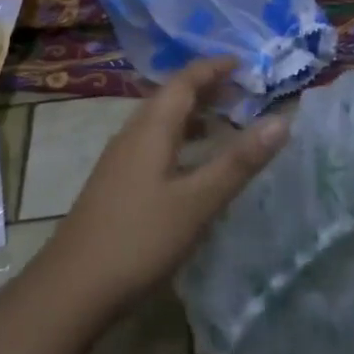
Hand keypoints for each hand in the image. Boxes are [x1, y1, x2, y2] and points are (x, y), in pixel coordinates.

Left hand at [32, 57, 288, 329]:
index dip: (213, 68)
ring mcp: (119, 162)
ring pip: (160, 124)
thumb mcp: (198, 202)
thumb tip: (283, 120)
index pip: (184, 81)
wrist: (70, 291)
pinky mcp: (115, 186)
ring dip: (192, 116)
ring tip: (224, 122)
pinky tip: (192, 166)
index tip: (244, 62)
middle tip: (243, 91)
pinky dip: (180, 141)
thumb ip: (239, 161)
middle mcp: (132, 136)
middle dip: (206, 88)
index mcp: (151, 130)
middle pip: (170, 98)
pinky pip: (153, 146)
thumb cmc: (139, 240)